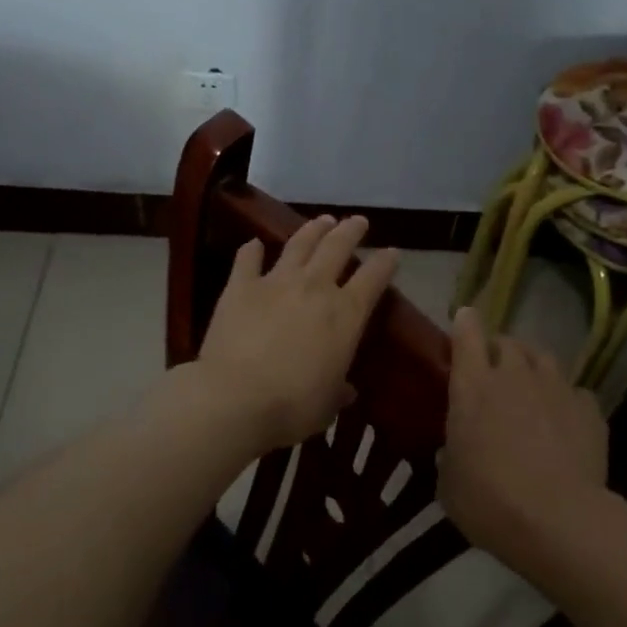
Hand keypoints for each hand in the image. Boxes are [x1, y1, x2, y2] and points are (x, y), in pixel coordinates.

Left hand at [195, 215, 399, 452]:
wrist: (234, 399)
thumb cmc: (292, 406)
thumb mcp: (327, 405)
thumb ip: (338, 391)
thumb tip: (347, 391)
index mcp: (346, 315)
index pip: (374, 278)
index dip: (386, 262)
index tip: (392, 253)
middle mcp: (315, 288)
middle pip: (338, 247)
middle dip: (351, 231)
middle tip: (358, 221)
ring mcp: (276, 282)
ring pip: (299, 244)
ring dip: (313, 229)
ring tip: (322, 220)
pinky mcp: (240, 287)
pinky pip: (247, 260)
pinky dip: (252, 250)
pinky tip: (254, 244)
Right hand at [439, 307, 608, 566]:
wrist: (558, 520)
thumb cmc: (489, 502)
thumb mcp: (450, 485)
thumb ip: (452, 456)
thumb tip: (455, 451)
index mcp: (473, 387)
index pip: (467, 335)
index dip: (465, 323)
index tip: (465, 318)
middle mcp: (514, 375)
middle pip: (508, 342)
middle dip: (500, 350)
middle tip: (496, 371)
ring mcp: (556, 388)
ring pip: (543, 358)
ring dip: (533, 367)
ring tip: (533, 388)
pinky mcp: (589, 408)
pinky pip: (575, 392)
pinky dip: (567, 400)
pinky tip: (566, 422)